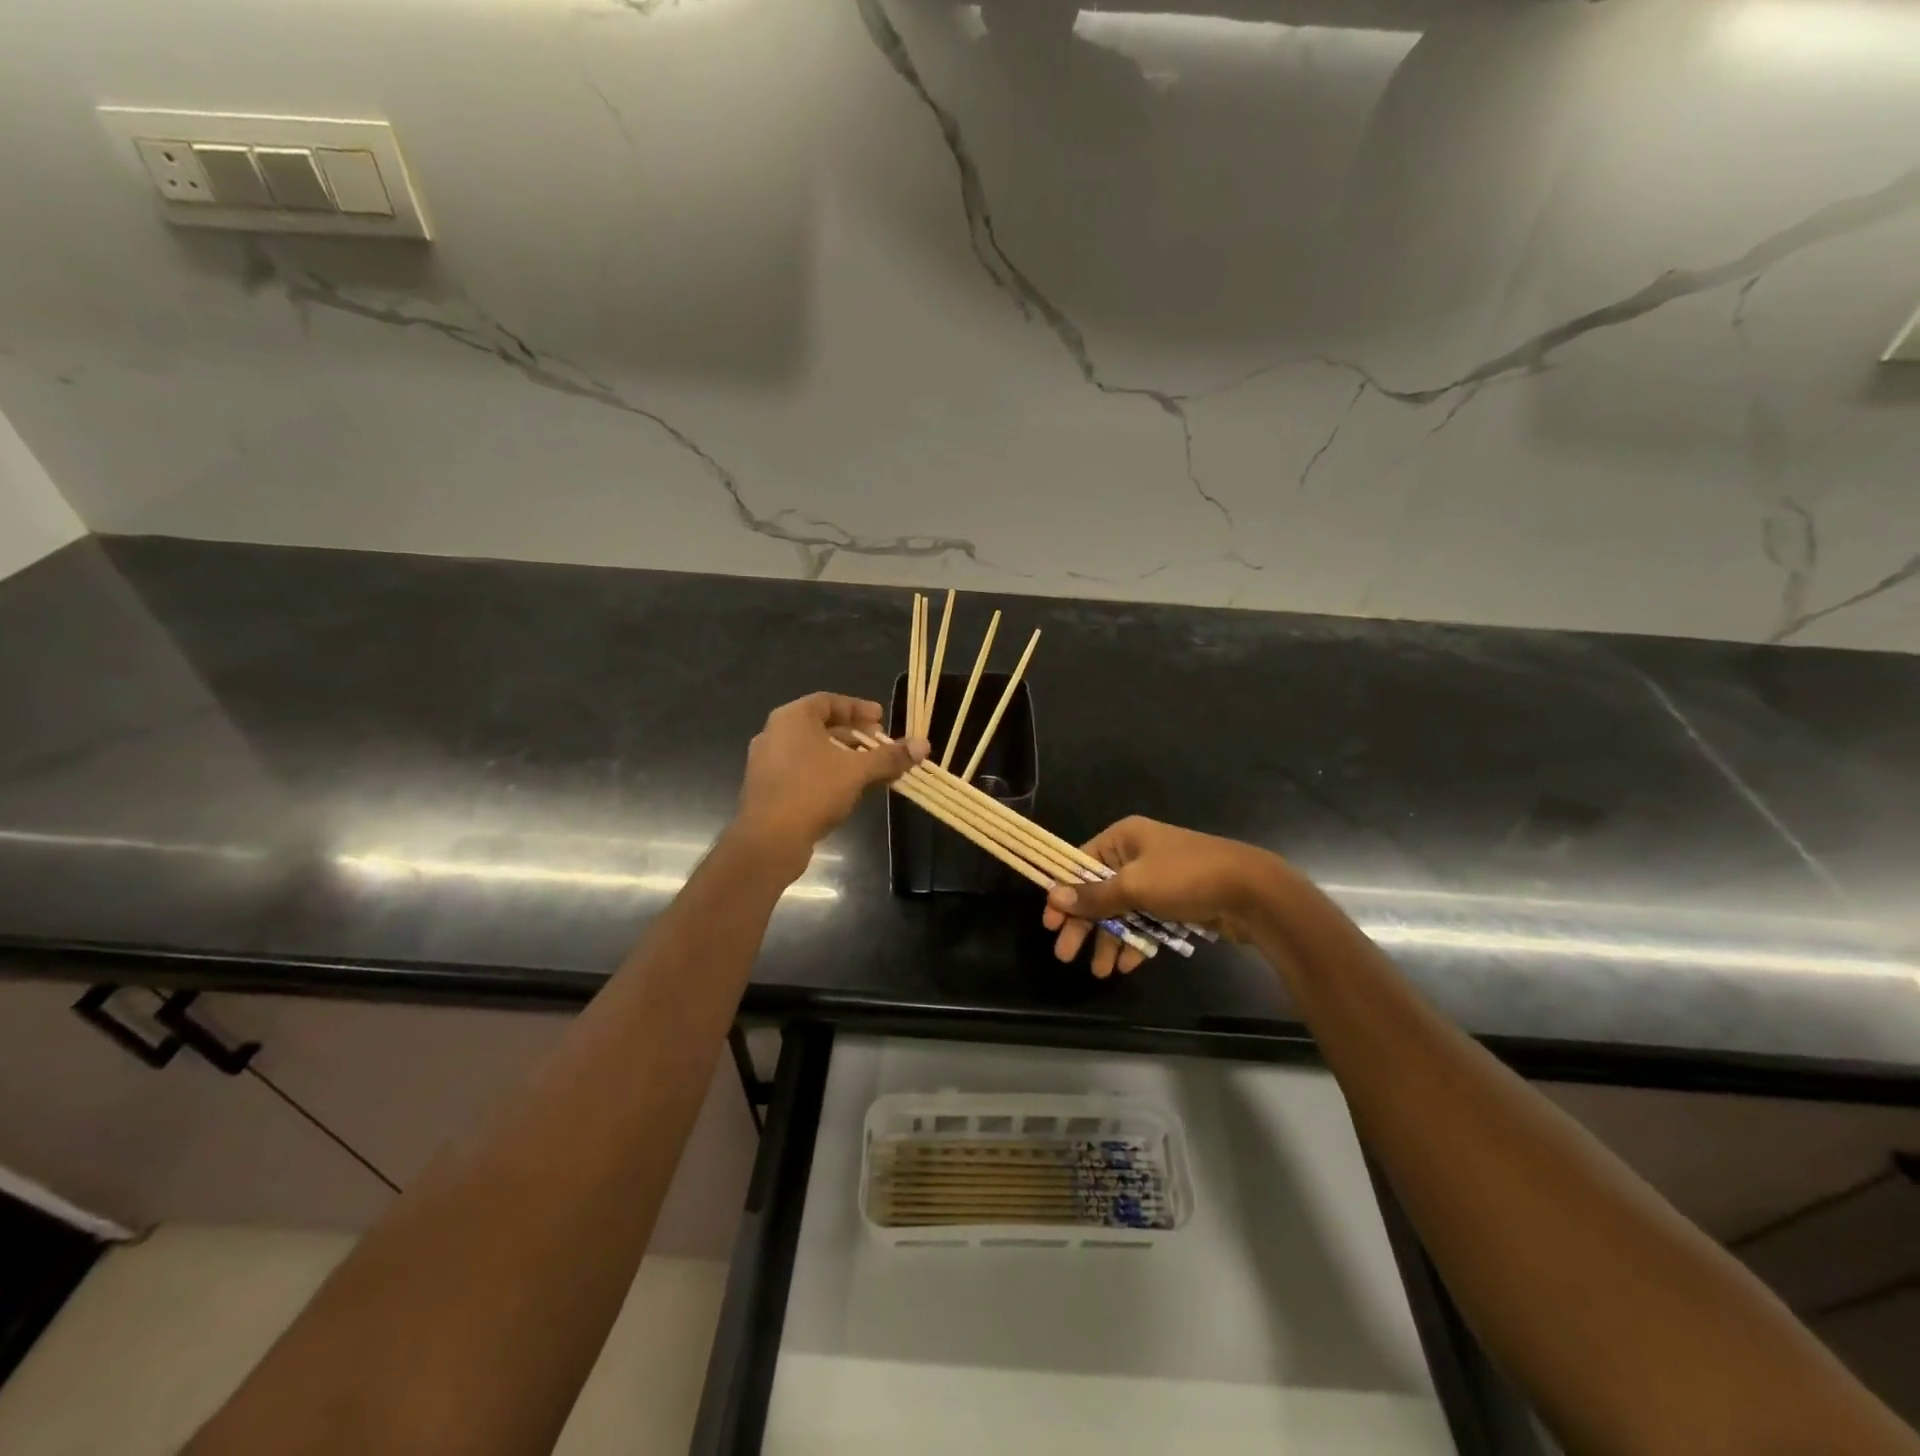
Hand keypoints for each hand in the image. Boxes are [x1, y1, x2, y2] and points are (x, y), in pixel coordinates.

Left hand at [733, 693, 925, 870]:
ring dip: (843, 756)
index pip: (829, 701)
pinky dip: (827, 773)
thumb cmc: (813, 791)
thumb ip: (889, 756)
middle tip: (880, 744)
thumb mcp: (858, 771)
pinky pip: (802, 771)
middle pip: (821, 726)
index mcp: (792, 718)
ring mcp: (767, 762)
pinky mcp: (767, 788)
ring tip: (870, 769)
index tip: (881, 719)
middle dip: (855, 735)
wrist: (769, 840)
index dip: (858, 708)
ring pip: (812, 751)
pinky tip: (848, 790)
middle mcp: (775, 733)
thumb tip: (923, 744)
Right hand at [1041, 816, 1285, 977]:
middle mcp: (1137, 855)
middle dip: (1084, 925)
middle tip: (1065, 956)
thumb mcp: (1135, 886)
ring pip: (1122, 912)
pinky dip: (1135, 942)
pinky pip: (1145, 922)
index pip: (1081, 863)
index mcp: (1124, 838)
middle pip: (1099, 891)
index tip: (1050, 923)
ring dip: (1109, 940)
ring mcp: (1158, 880)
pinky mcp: (1176, 903)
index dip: (1064, 893)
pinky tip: (1125, 965)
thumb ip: (1094, 896)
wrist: (1253, 892)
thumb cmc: (1186, 878)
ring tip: (1100, 972)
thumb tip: (1053, 897)